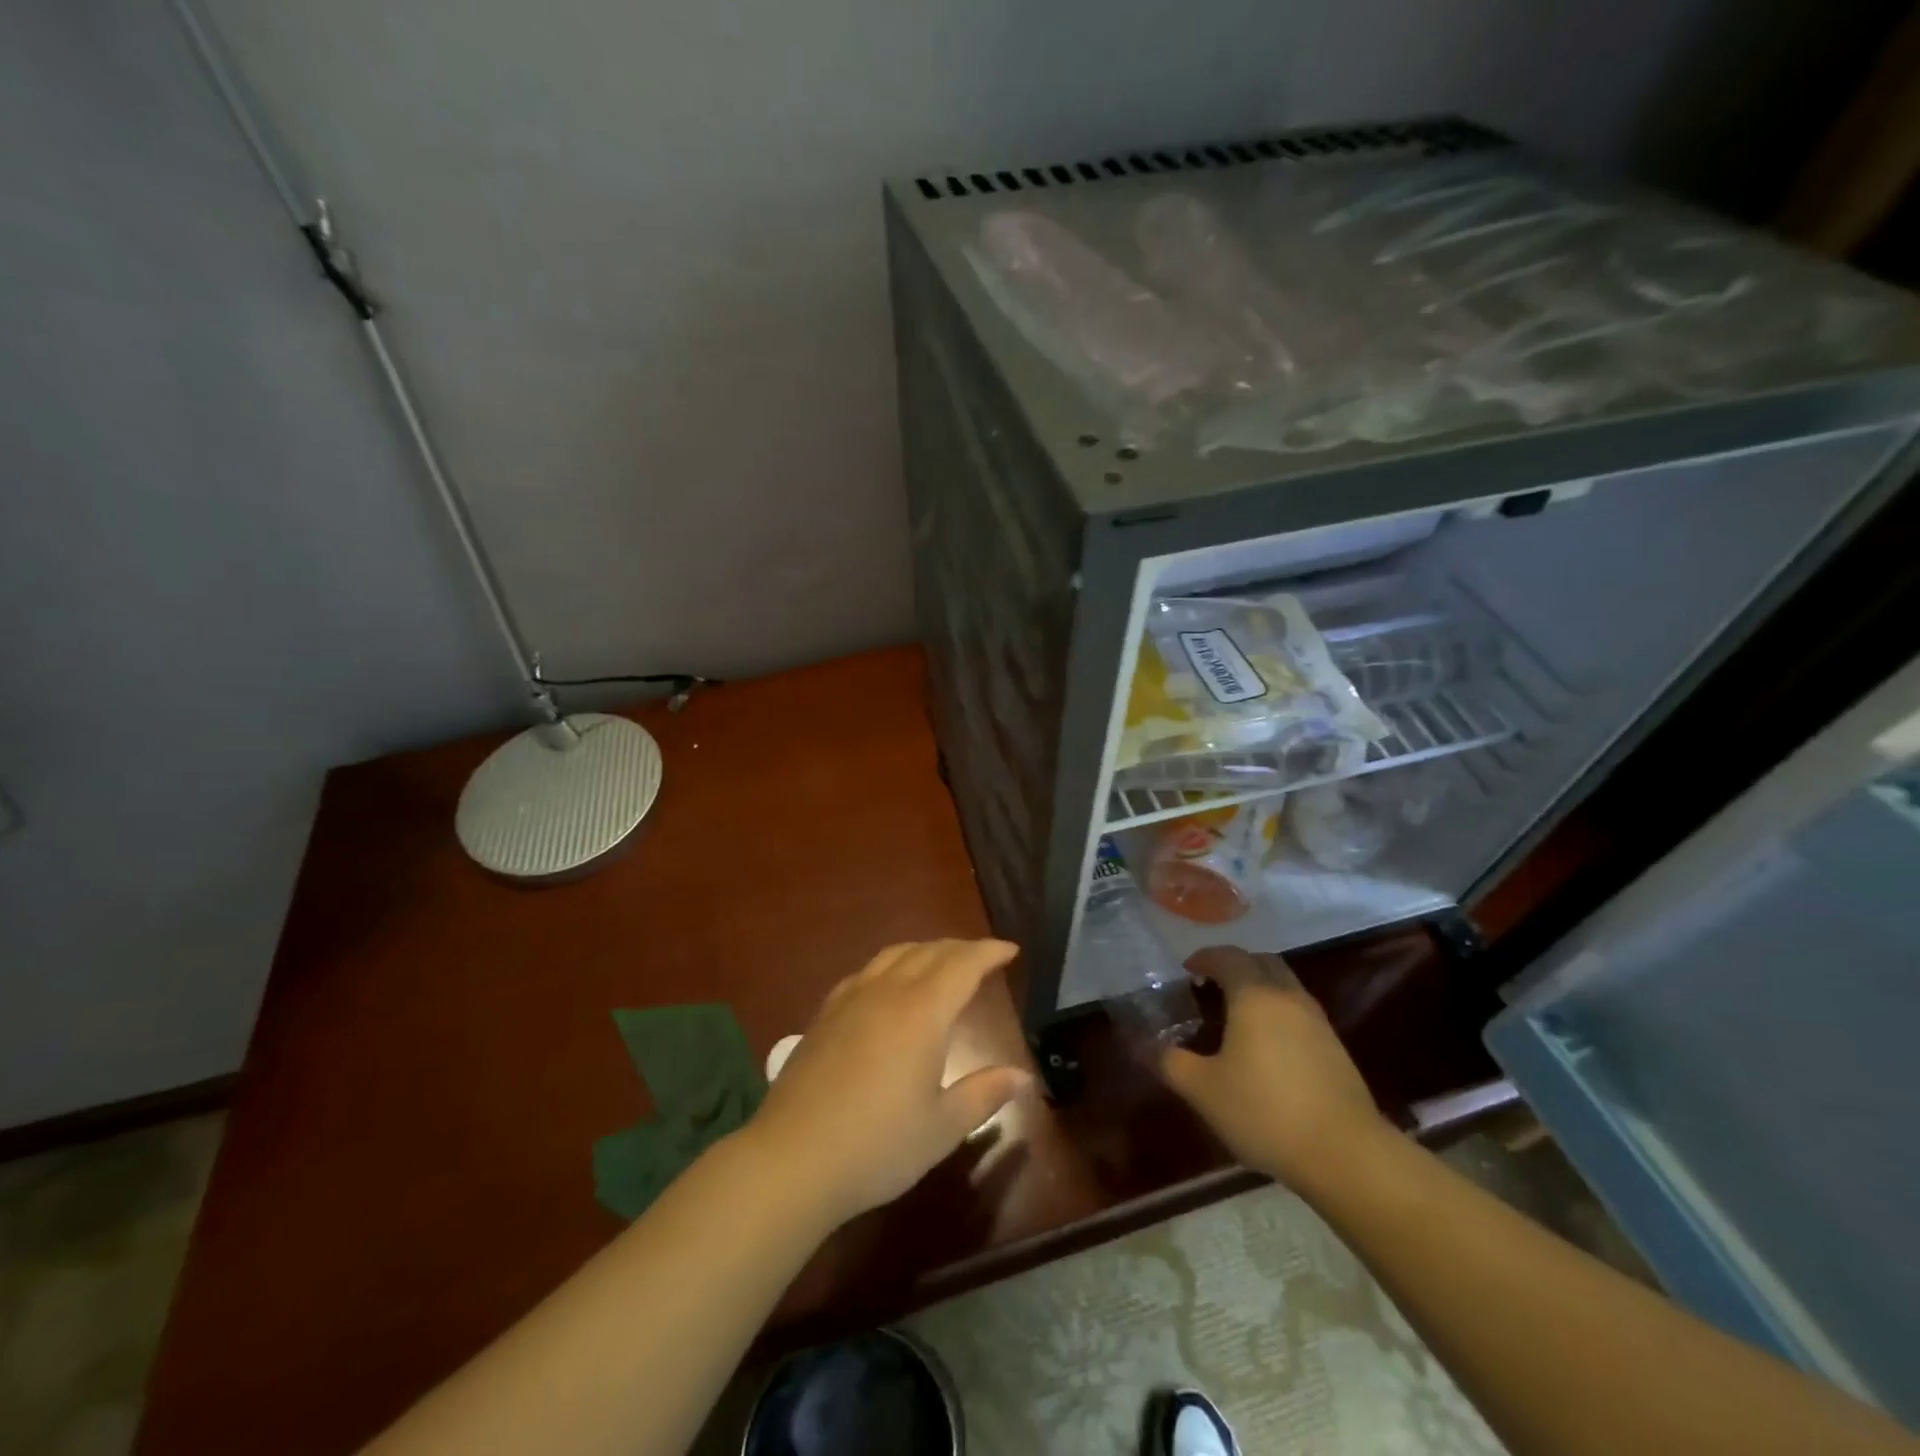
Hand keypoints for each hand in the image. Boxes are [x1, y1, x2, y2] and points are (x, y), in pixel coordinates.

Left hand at [745, 940, 1032, 1226]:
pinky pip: (866, 971)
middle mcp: (887, 992)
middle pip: (929, 952)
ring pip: (894, 954)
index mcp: (922, 1012)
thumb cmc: (878, 1146)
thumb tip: (1022, 1076)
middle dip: (960, 948)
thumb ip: (983, 1094)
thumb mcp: (942, 1128)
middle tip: (983, 957)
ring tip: (942, 962)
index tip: (1010, 950)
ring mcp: (851, 999)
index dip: (989, 952)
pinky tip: (889, 985)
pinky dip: (891, 964)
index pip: (963, 965)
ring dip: (925, 950)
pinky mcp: (825, 1014)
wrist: (792, 1159)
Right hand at [1160, 946, 1390, 1188]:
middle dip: (1235, 965)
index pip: (1228, 956)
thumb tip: (1141, 1045)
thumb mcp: (1203, 1090)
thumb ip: (1170, 1062)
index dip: (1204, 958)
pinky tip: (1267, 1047)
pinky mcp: (1335, 1048)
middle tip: (1211, 986)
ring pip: (1285, 985)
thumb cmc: (1264, 1111)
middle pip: (1262, 961)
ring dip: (1260, 988)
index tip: (1187, 971)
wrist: (1346, 1154)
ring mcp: (1317, 1021)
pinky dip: (1278, 1012)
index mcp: (1254, 995)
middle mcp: (1288, 997)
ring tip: (1237, 1016)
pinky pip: (1300, 1012)